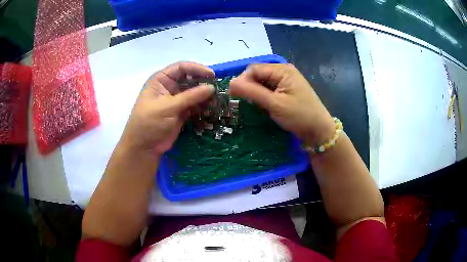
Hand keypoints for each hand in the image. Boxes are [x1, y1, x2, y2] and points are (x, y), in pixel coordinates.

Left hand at [119, 62, 214, 154]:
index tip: (212, 75)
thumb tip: (211, 87)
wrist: (144, 147)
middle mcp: (169, 87)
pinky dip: (203, 106)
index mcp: (161, 80)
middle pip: (189, 79)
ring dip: (205, 96)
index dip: (197, 69)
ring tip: (217, 99)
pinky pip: (195, 105)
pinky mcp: (181, 112)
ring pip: (194, 93)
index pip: (181, 68)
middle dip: (203, 83)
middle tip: (217, 89)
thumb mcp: (168, 106)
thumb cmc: (150, 122)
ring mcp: (176, 100)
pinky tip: (212, 108)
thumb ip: (190, 96)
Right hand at [229, 63, 334, 145]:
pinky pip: (269, 89)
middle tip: (247, 103)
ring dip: (256, 93)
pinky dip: (263, 97)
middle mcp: (284, 71)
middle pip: (258, 74)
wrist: (319, 131)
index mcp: (282, 70)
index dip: (242, 80)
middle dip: (249, 87)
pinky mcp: (287, 90)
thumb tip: (230, 83)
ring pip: (262, 82)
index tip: (235, 96)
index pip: (254, 69)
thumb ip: (252, 92)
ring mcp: (286, 81)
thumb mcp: (274, 104)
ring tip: (256, 106)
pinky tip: (264, 106)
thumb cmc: (299, 116)